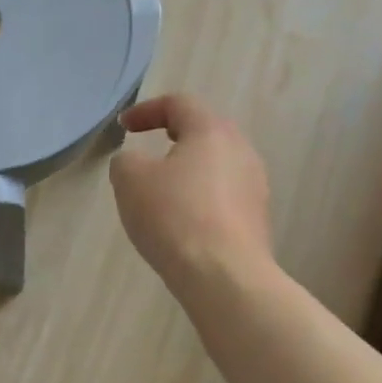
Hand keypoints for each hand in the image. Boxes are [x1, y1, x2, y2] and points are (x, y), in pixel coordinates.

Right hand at [109, 94, 272, 287]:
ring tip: (162, 190)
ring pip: (216, 165)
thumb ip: (126, 160)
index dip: (147, 110)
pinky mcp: (258, 219)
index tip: (124, 127)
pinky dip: (200, 198)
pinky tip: (182, 221)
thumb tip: (135, 164)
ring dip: (188, 170)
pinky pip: (224, 196)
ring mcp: (255, 186)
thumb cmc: (174, 216)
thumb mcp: (130, 179)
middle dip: (173, 136)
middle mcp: (241, 151)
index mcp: (212, 131)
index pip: (179, 104)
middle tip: (148, 149)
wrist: (225, 278)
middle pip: (204, 131)